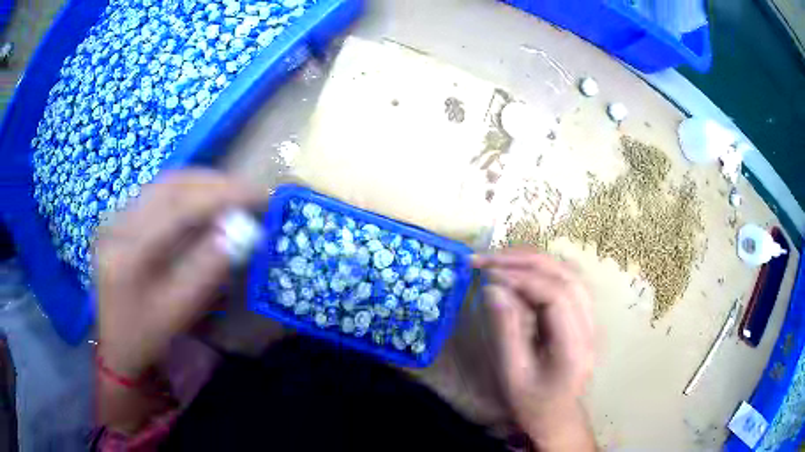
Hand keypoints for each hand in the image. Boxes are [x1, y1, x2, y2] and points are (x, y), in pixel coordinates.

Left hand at [95, 169, 265, 378]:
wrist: (117, 343)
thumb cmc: (148, 335)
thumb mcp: (179, 310)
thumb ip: (207, 269)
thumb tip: (240, 231)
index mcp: (130, 253)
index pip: (179, 208)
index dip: (221, 195)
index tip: (258, 195)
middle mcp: (119, 225)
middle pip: (170, 184)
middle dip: (214, 183)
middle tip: (248, 192)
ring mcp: (117, 218)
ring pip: (164, 183)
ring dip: (201, 182)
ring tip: (230, 193)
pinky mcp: (120, 219)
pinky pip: (157, 191)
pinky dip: (185, 188)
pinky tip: (201, 198)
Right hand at [474, 249, 595, 450]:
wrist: (557, 417)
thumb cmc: (533, 403)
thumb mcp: (513, 373)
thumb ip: (506, 329)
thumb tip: (493, 288)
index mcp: (574, 346)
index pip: (556, 296)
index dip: (523, 279)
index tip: (489, 275)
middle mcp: (590, 326)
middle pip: (565, 276)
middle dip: (526, 261)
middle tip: (488, 258)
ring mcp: (590, 319)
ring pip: (568, 273)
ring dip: (534, 261)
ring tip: (500, 260)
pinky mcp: (583, 316)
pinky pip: (566, 282)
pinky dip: (541, 271)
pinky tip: (520, 272)